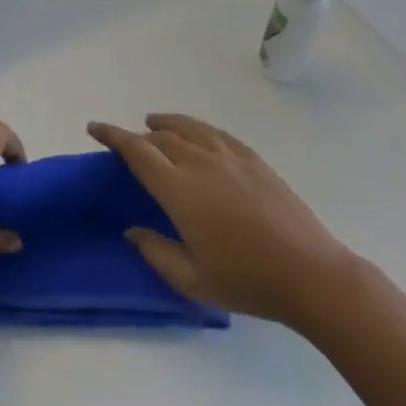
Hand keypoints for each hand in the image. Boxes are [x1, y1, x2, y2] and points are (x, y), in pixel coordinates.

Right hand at [88, 114, 354, 325]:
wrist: (310, 273)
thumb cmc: (247, 281)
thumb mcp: (192, 280)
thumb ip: (156, 252)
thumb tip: (132, 230)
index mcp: (180, 190)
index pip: (137, 151)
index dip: (113, 135)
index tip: (94, 127)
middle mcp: (200, 163)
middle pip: (161, 137)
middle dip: (139, 136)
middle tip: (127, 145)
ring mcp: (230, 157)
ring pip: (189, 128)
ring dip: (166, 124)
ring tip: (154, 124)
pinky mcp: (254, 160)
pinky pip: (216, 133)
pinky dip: (197, 128)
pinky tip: (197, 135)